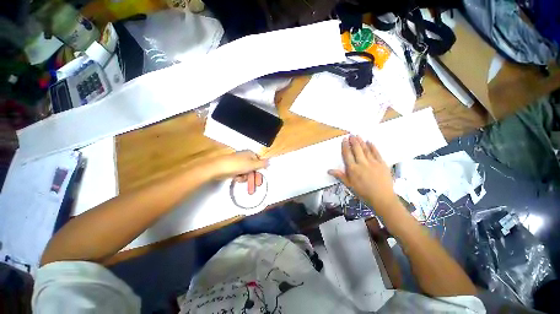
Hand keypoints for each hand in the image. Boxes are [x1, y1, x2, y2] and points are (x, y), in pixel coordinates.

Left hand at [203, 151, 267, 193]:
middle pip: (253, 169)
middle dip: (253, 179)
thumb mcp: (252, 164)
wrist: (217, 168)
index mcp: (250, 154)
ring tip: (242, 182)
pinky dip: (239, 177)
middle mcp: (245, 158)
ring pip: (247, 173)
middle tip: (254, 189)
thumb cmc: (237, 165)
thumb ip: (262, 164)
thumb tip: (270, 161)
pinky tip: (237, 179)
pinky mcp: (233, 168)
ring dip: (246, 179)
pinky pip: (240, 174)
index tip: (260, 182)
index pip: (259, 163)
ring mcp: (239, 163)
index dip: (260, 173)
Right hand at [328, 135, 399, 212]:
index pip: (347, 154)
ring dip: (361, 142)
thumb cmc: (363, 193)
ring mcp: (373, 162)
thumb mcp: (349, 185)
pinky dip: (373, 147)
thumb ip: (340, 176)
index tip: (344, 139)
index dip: (345, 146)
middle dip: (353, 141)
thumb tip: (329, 170)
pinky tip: (370, 141)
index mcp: (353, 169)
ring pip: (366, 149)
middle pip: (356, 149)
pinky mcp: (382, 164)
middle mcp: (362, 163)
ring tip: (358, 135)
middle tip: (351, 134)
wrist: (382, 198)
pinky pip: (377, 153)